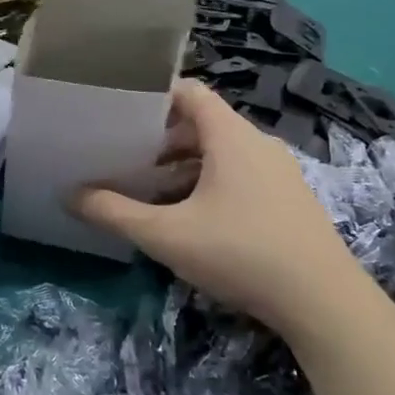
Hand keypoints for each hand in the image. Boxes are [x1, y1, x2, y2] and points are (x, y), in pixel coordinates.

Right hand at [73, 82, 394, 353]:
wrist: (324, 302)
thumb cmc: (241, 253)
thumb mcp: (167, 235)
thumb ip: (114, 213)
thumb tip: (70, 196)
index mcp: (231, 136)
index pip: (190, 92)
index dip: (155, 95)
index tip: (121, 112)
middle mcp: (259, 143)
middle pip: (204, 123)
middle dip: (162, 138)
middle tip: (126, 157)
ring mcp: (280, 172)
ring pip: (223, 152)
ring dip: (185, 165)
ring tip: (151, 190)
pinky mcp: (290, 199)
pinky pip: (242, 175)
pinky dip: (211, 183)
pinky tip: (192, 218)